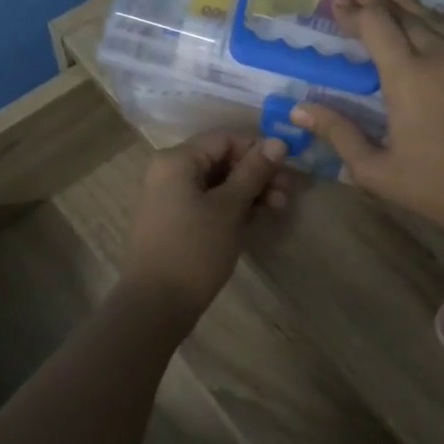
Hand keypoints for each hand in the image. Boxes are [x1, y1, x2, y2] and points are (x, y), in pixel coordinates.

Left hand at [122, 131, 290, 317]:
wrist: (156, 304)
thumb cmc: (194, 250)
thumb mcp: (229, 208)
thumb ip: (254, 171)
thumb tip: (279, 141)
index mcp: (177, 160)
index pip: (225, 138)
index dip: (258, 148)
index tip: (287, 167)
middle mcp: (169, 171)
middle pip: (222, 159)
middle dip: (257, 173)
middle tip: (287, 193)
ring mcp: (171, 197)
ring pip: (218, 182)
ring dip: (250, 191)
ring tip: (278, 208)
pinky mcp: (176, 220)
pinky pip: (209, 201)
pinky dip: (233, 206)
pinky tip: (258, 218)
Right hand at [292, 0, 443, 242]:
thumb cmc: (434, 187)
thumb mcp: (375, 169)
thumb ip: (338, 132)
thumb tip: (298, 109)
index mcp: (407, 76)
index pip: (375, 26)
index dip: (355, 9)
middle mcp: (442, 55)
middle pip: (404, 14)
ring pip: (437, 18)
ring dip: (410, 1)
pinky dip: (443, 21)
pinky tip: (436, 16)